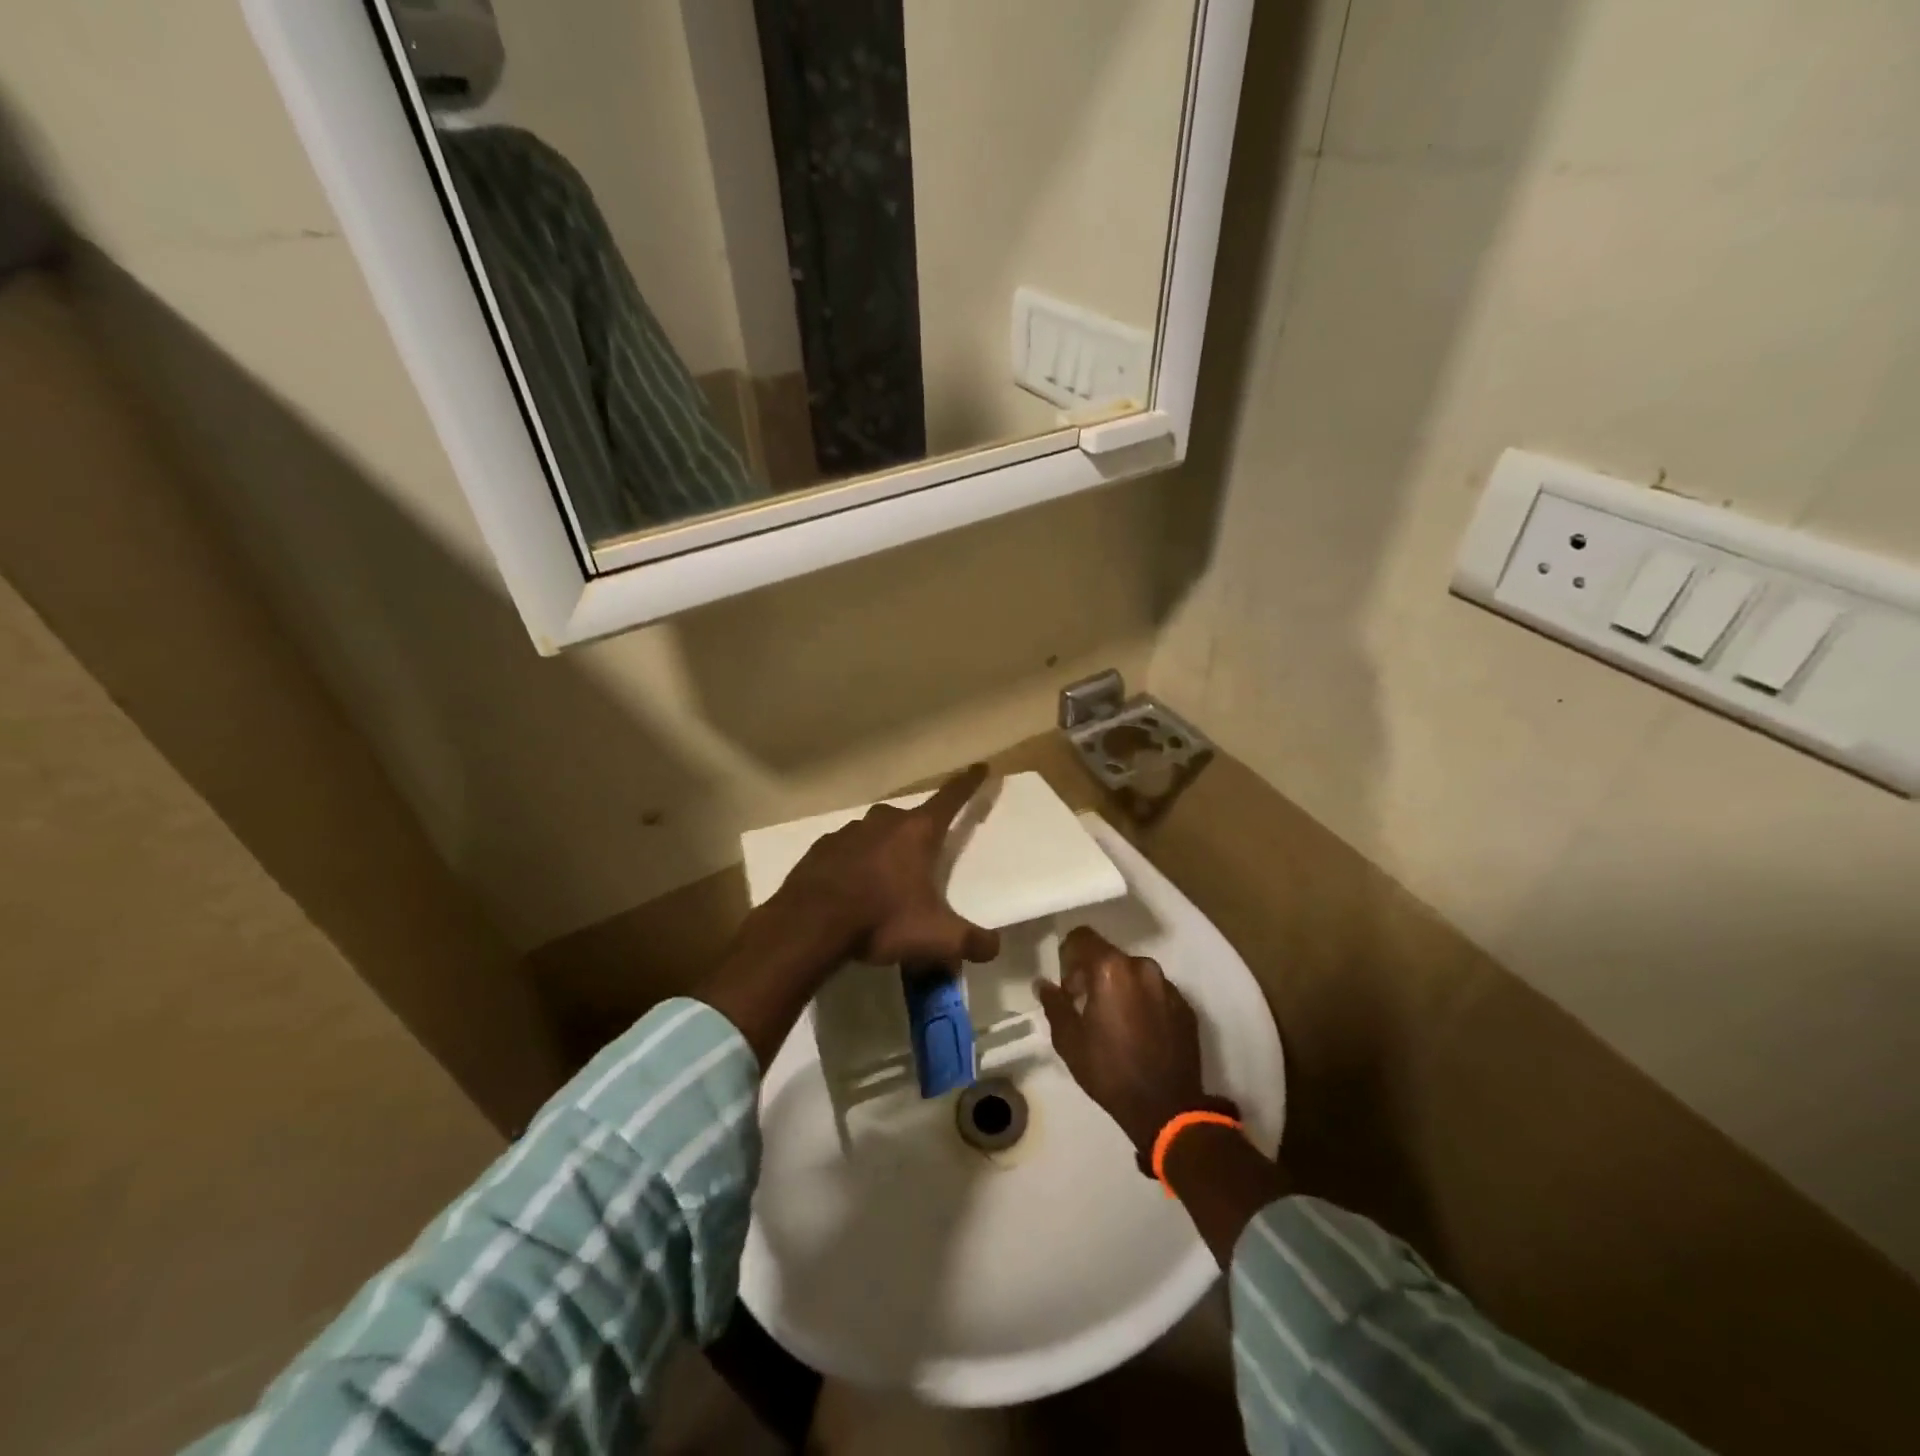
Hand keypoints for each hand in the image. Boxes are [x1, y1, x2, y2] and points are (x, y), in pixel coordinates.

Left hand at [771, 763, 1001, 967]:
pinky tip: (852, 889)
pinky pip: (847, 850)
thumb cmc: (881, 921)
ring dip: (885, 850)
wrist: (808, 925)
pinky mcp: (820, 848)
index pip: (951, 798)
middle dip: (920, 834)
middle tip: (924, 861)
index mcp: (917, 832)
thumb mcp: (936, 939)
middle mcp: (884, 822)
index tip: (979, 767)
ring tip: (886, 884)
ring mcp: (848, 832)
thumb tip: (994, 947)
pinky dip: (854, 863)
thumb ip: (972, 942)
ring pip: (876, 833)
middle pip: (911, 819)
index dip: (968, 783)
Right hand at [1037, 927, 1223, 1159]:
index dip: (1069, 956)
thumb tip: (1044, 984)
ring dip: (1120, 987)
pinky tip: (1139, 1032)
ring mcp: (1168, 986)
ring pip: (1133, 973)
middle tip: (1086, 1006)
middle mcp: (1142, 967)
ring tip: (1114, 1022)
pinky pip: (1155, 992)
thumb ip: (1054, 1004)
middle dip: (1093, 974)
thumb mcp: (1069, 1040)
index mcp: (1111, 969)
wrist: (1166, 1108)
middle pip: (1109, 956)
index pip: (1082, 937)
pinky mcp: (1185, 1005)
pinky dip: (1142, 1002)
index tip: (1067, 986)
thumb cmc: (1109, 1071)